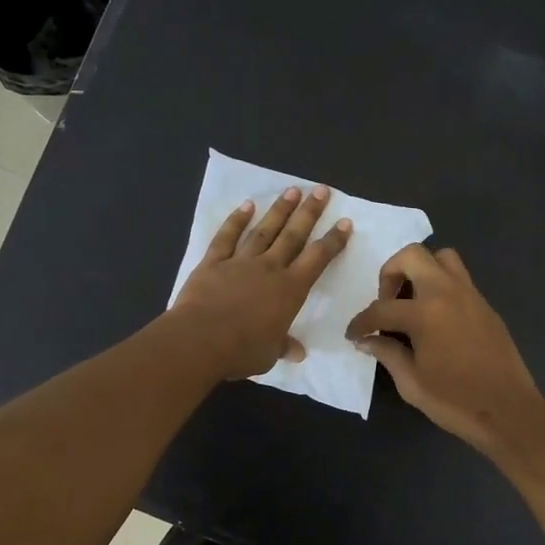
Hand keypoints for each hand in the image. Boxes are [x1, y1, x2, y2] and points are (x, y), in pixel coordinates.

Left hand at [172, 185, 351, 379]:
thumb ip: (283, 347)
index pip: (317, 259)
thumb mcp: (269, 354)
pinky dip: (237, 220)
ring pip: (264, 230)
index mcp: (290, 290)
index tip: (344, 222)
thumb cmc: (241, 350)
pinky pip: (227, 237)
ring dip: (279, 210)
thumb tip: (298, 353)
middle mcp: (269, 268)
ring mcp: (240, 262)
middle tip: (321, 190)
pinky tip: (246, 205)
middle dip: (309, 212)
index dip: (333, 241)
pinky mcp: (213, 262)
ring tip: (292, 190)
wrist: (200, 340)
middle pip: (293, 235)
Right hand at [345, 244, 543, 452]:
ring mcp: (471, 295)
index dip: (361, 322)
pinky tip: (435, 318)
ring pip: (442, 257)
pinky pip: (459, 278)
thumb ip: (387, 354)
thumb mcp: (412, 383)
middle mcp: (448, 293)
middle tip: (386, 302)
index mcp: (425, 314)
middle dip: (390, 273)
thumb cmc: (455, 402)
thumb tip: (367, 341)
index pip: (381, 308)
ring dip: (420, 270)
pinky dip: (440, 285)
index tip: (353, 334)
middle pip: (412, 256)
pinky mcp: (485, 306)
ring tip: (412, 301)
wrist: (509, 412)